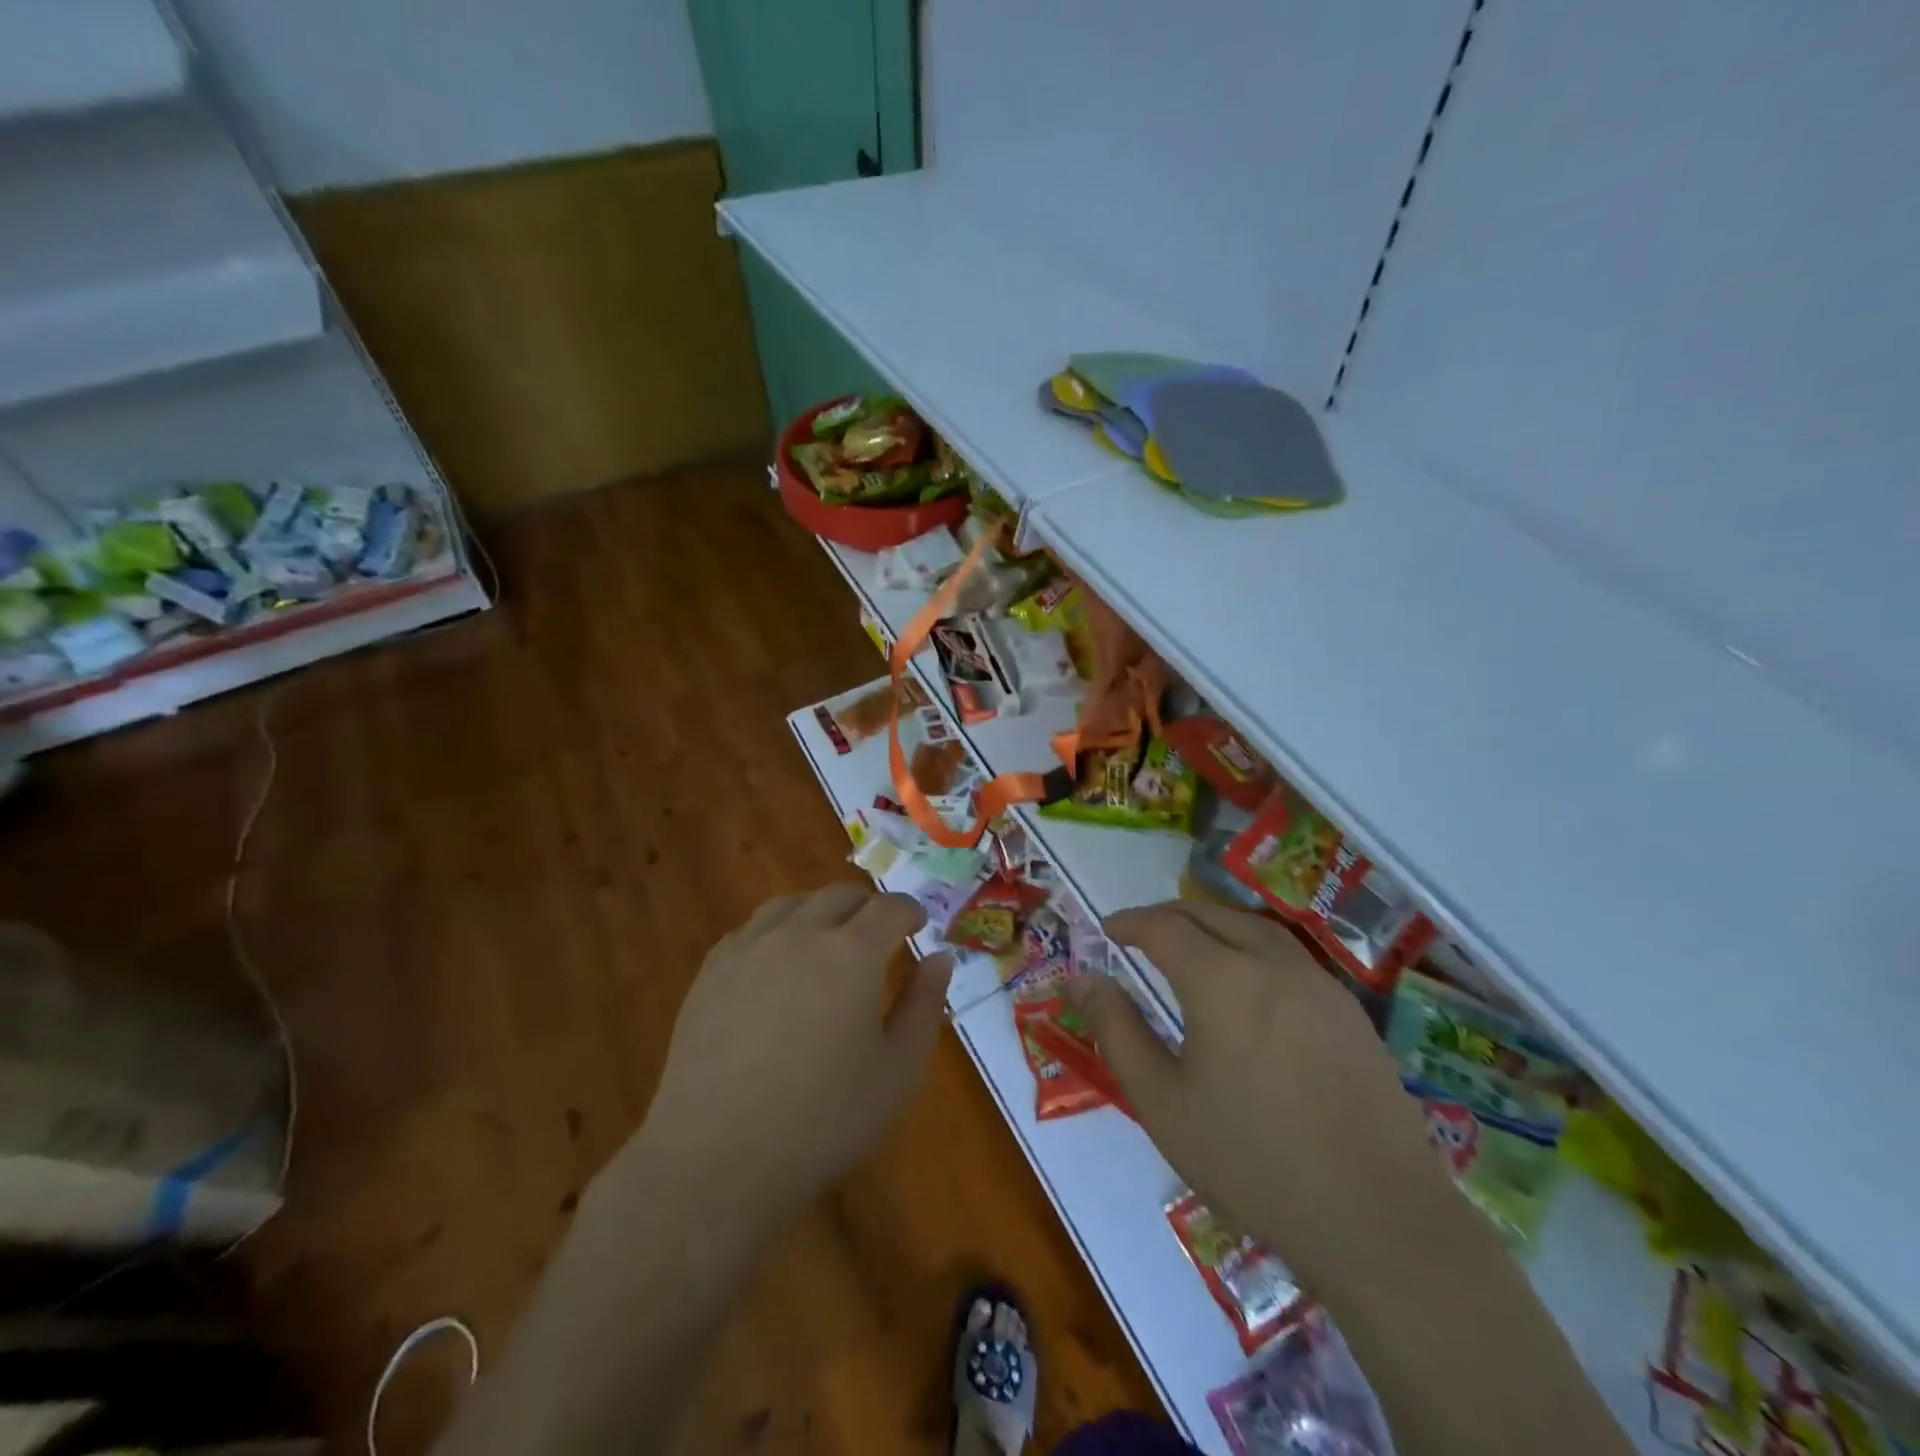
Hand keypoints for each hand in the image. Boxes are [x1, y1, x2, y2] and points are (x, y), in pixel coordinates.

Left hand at [617, 884, 951, 1224]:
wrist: (718, 1159)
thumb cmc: (823, 1120)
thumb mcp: (898, 1070)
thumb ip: (924, 1005)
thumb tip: (939, 957)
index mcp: (852, 953)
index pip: (889, 907)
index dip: (909, 910)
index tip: (918, 924)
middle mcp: (799, 934)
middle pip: (839, 896)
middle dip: (868, 906)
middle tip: (880, 932)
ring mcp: (749, 948)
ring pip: (792, 903)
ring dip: (820, 910)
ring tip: (828, 938)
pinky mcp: (712, 971)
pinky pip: (752, 929)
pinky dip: (777, 930)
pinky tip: (777, 962)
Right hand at [1071, 901, 1458, 1287]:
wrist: (1378, 1220)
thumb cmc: (1252, 1162)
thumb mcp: (1162, 1101)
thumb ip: (1118, 1030)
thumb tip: (1082, 978)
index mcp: (1222, 980)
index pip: (1164, 926)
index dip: (1130, 922)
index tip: (1107, 931)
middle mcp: (1272, 963)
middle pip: (1210, 914)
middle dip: (1168, 915)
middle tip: (1140, 934)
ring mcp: (1319, 983)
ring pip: (1254, 927)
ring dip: (1213, 923)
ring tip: (1189, 944)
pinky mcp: (1349, 1009)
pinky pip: (1288, 954)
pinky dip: (1251, 946)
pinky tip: (1248, 982)